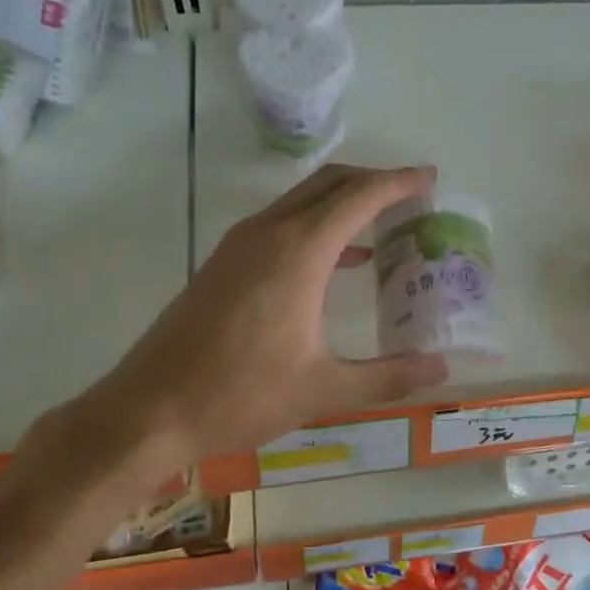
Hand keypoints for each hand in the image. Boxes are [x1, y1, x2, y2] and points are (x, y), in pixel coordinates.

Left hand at [65, 164, 449, 483]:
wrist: (148, 411)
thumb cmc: (240, 395)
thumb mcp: (323, 389)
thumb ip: (388, 376)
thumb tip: (441, 370)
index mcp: (299, 250)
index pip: (360, 196)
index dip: (399, 183)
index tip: (430, 178)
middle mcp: (269, 232)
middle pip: (330, 183)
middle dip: (374, 181)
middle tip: (413, 196)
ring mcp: (240, 244)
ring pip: (302, 200)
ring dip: (344, 201)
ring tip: (386, 224)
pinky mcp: (224, 262)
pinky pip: (282, 222)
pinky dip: (318, 225)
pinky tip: (342, 260)